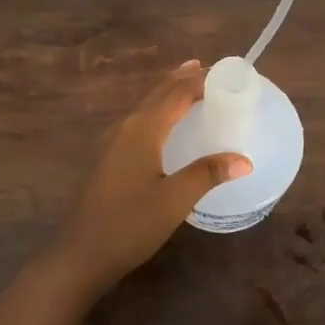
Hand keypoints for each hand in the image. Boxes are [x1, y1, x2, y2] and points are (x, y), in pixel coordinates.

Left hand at [51, 62, 251, 292]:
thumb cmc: (130, 225)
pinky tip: (162, 124)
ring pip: (145, 106)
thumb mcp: (174, 201)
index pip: (176, 94)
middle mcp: (125, 127)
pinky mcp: (107, 157)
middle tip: (210, 70)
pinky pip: (137, 120)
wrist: (80, 253)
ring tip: (189, 85)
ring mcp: (111, 141)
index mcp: (142, 129)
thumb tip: (244, 160)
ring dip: (168, 93)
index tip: (227, 73)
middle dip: (183, 79)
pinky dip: (156, 110)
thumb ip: (207, 174)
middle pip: (157, 93)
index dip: (201, 81)